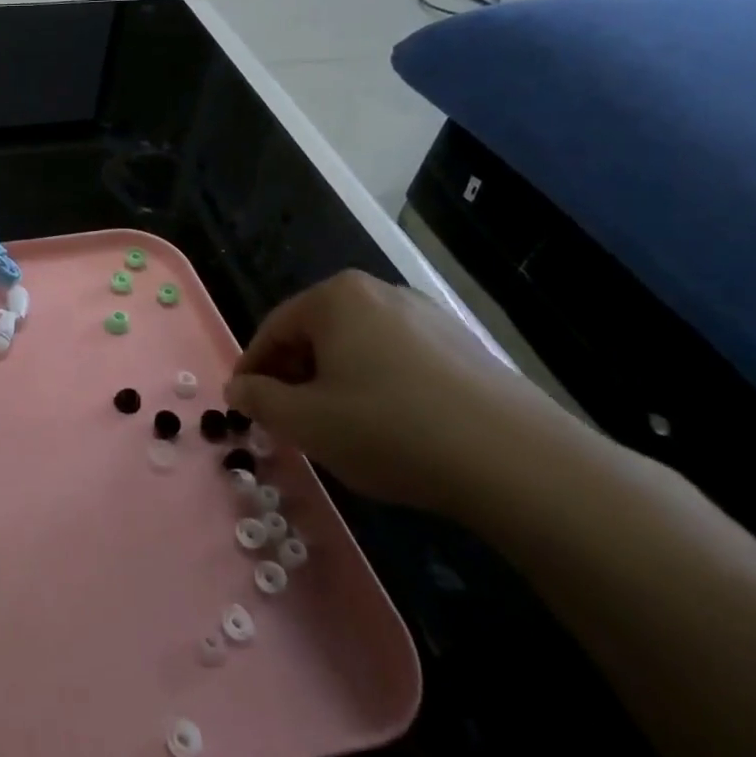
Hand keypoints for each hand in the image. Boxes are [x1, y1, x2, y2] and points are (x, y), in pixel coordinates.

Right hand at [223, 270, 576, 518]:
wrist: (518, 463)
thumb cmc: (390, 429)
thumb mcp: (305, 421)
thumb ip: (259, 400)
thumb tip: (237, 388)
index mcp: (336, 298)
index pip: (273, 329)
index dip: (252, 369)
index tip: (243, 406)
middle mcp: (380, 293)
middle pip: (315, 334)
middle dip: (294, 376)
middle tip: (287, 420)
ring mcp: (428, 317)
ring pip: (357, 348)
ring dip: (334, 383)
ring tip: (335, 427)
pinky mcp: (464, 347)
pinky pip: (398, 361)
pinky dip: (377, 387)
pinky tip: (388, 428)